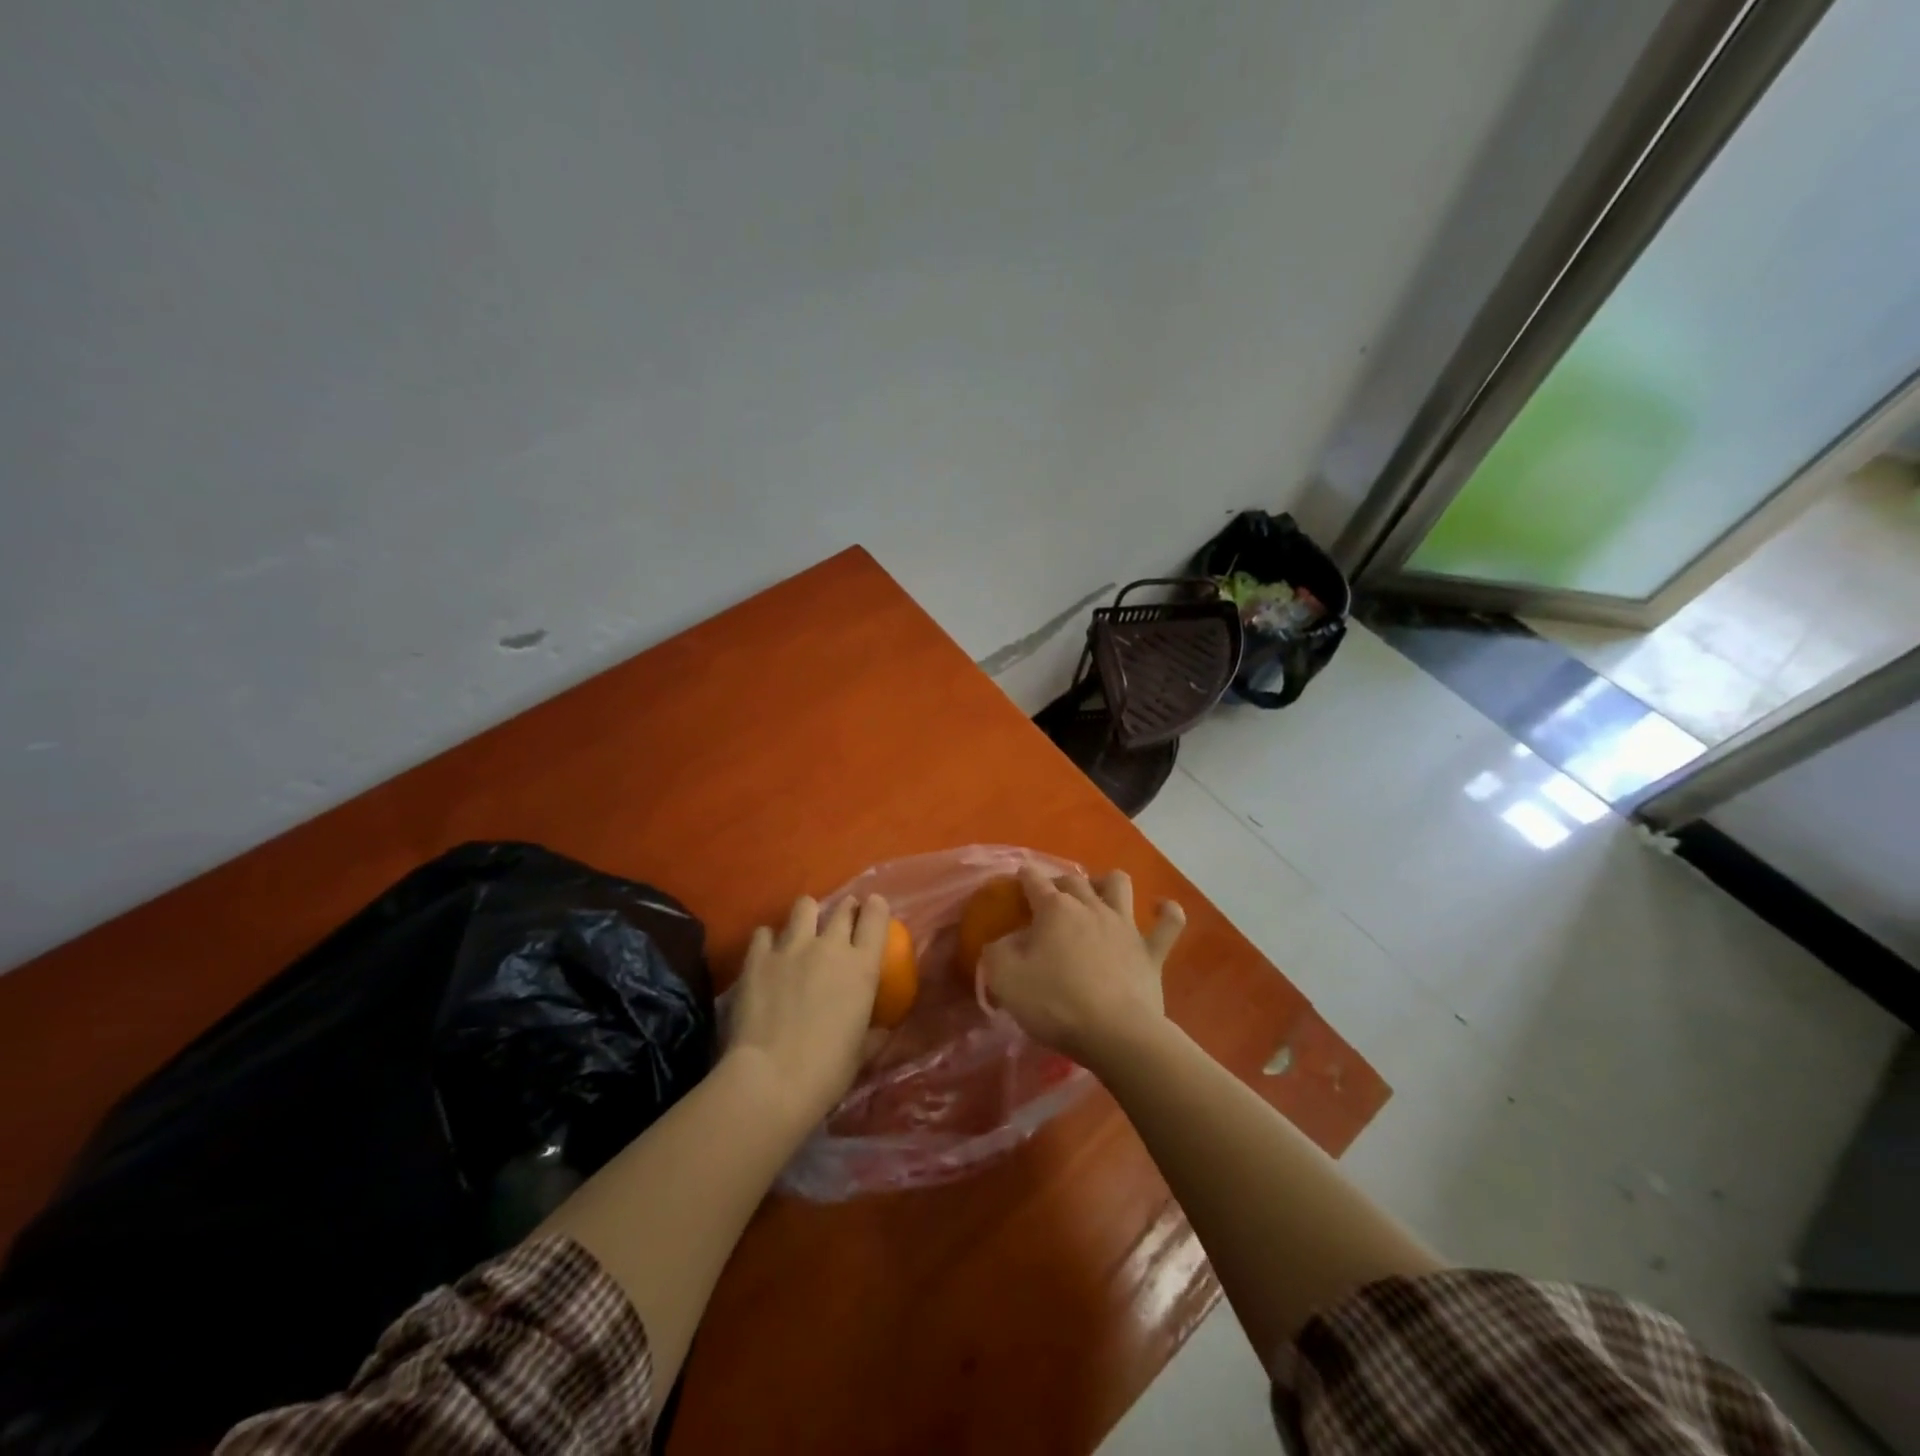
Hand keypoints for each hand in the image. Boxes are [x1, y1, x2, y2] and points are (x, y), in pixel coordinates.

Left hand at [725, 893, 887, 1130]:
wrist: (771, 1079)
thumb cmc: (827, 1072)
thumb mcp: (861, 1053)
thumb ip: (873, 1033)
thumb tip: (881, 1029)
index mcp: (862, 967)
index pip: (876, 917)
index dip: (876, 909)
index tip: (873, 909)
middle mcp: (830, 946)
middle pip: (842, 908)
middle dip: (845, 910)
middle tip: (841, 923)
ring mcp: (791, 947)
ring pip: (804, 906)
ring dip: (807, 915)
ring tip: (802, 930)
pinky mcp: (758, 957)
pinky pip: (764, 932)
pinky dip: (768, 940)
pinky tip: (767, 955)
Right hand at [979, 866, 1184, 1070]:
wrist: (1116, 1035)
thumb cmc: (1056, 1004)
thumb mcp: (1006, 980)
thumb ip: (997, 953)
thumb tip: (1003, 942)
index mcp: (1055, 909)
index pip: (1034, 881)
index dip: (1023, 877)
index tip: (1017, 879)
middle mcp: (1091, 907)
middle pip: (1073, 880)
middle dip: (1059, 883)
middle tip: (1049, 900)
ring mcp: (1126, 926)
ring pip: (1119, 885)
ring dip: (1107, 883)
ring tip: (1098, 894)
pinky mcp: (1152, 951)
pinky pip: (1169, 922)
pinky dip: (1166, 911)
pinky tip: (1161, 908)